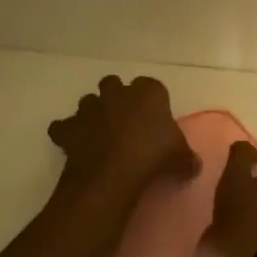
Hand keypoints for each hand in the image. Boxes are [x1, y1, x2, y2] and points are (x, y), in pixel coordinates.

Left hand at [48, 75, 196, 195]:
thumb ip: (187, 157)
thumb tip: (193, 166)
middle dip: (117, 98)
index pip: (152, 86)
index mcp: (148, 92)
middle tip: (125, 122)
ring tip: (100, 134)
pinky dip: (67, 133)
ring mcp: (89, 107)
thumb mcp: (181, 158)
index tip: (155, 119)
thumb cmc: (153, 156)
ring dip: (93, 113)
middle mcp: (117, 92)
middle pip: (114, 84)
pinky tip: (74, 146)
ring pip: (88, 101)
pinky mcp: (68, 127)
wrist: (112, 172)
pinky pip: (63, 126)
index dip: (152, 101)